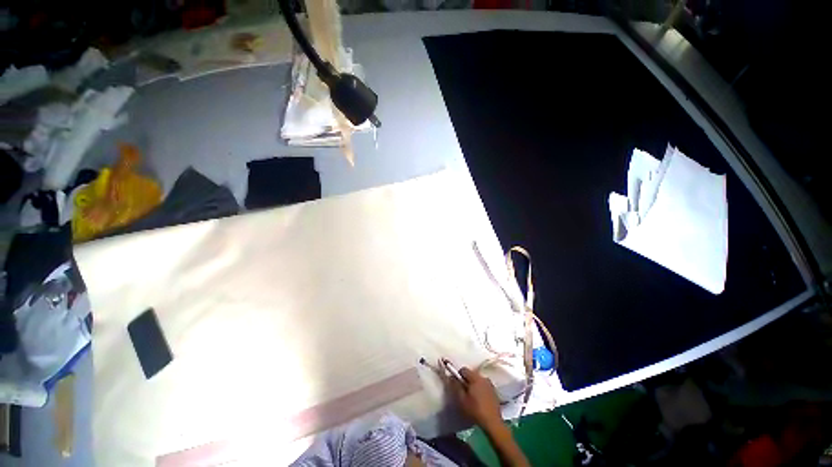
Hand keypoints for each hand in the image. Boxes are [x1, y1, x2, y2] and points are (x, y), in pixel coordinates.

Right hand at [444, 364, 502, 428]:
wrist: (492, 422)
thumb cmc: (475, 410)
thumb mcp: (462, 399)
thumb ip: (456, 386)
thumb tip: (451, 377)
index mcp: (475, 377)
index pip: (464, 370)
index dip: (458, 375)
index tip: (457, 384)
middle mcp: (483, 378)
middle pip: (471, 374)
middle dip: (466, 380)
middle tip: (463, 392)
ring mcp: (490, 384)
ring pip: (478, 380)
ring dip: (474, 385)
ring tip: (471, 397)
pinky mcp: (494, 392)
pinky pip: (484, 386)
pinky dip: (480, 389)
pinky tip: (479, 400)